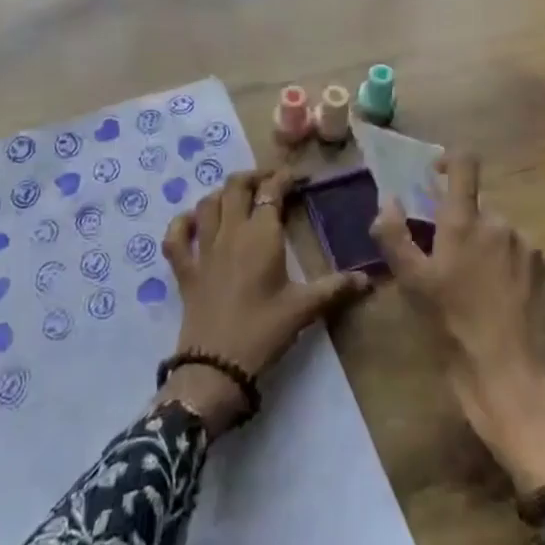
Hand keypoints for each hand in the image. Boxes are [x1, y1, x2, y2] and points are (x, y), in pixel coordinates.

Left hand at [157, 168, 370, 434]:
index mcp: (261, 235)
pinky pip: (176, 237)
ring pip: (208, 203)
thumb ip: (335, 288)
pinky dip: (182, 224)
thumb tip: (368, 279)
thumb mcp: (304, 309)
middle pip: (236, 186)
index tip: (299, 177)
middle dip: (254, 177)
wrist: (216, 367)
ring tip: (238, 197)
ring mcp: (203, 249)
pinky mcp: (185, 270)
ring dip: (223, 193)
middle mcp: (230, 232)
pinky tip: (193, 222)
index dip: (284, 178)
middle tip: (271, 183)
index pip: (271, 191)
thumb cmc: (263, 332)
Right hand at [370, 156, 544, 494]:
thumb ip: (394, 236)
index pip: (464, 164)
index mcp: (466, 221)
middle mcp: (501, 223)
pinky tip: (500, 300)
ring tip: (474, 287)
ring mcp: (529, 247)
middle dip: (461, 224)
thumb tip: (388, 199)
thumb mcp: (412, 285)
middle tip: (446, 261)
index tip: (436, 175)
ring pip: (499, 233)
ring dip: (485, 246)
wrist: (515, 382)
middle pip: (477, 207)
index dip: (449, 161)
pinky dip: (507, 265)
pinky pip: (520, 254)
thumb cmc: (455, 330)